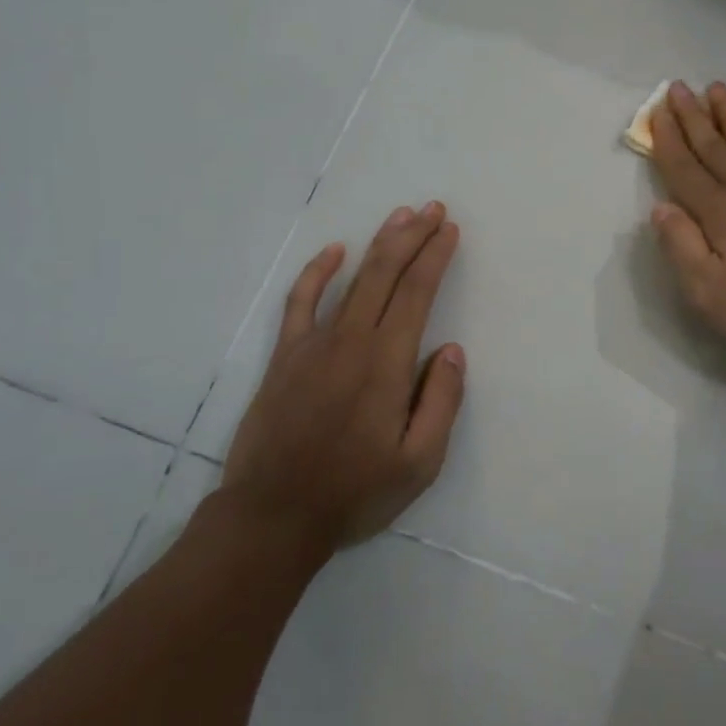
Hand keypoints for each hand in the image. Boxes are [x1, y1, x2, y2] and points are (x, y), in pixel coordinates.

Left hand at [221, 202, 464, 551]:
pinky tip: (334, 251)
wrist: (273, 516)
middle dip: (412, 236)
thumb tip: (452, 351)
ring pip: (352, 279)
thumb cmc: (354, 492)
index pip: (416, 293)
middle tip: (433, 209)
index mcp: (387, 364)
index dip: (435, 257)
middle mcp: (351, 341)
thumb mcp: (419, 463)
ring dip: (378, 244)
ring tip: (400, 216)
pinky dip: (317, 272)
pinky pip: (301, 302)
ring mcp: (313, 345)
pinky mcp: (285, 356)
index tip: (450, 230)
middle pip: (386, 273)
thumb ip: (442, 403)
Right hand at [649, 82, 725, 368]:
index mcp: (719, 213)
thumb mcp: (711, 295)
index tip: (656, 111)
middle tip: (677, 86)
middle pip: (713, 145)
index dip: (667, 140)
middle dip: (692, 116)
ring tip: (714, 88)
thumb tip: (661, 208)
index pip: (684, 168)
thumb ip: (682, 248)